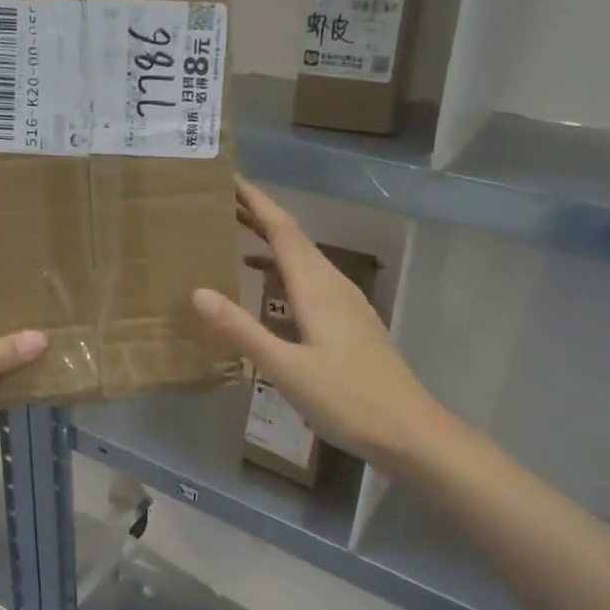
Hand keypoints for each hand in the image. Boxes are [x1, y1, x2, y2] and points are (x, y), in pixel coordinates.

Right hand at [192, 178, 444, 470]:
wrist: (410, 431)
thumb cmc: (347, 399)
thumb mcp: (286, 368)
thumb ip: (242, 330)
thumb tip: (199, 292)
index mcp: (317, 288)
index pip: (282, 230)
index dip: (256, 202)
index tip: (229, 179)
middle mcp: (333, 285)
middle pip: (294, 238)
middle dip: (260, 215)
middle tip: (222, 201)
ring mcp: (346, 303)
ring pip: (304, 259)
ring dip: (272, 243)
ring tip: (237, 235)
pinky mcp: (350, 322)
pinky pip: (311, 280)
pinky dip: (284, 271)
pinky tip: (270, 287)